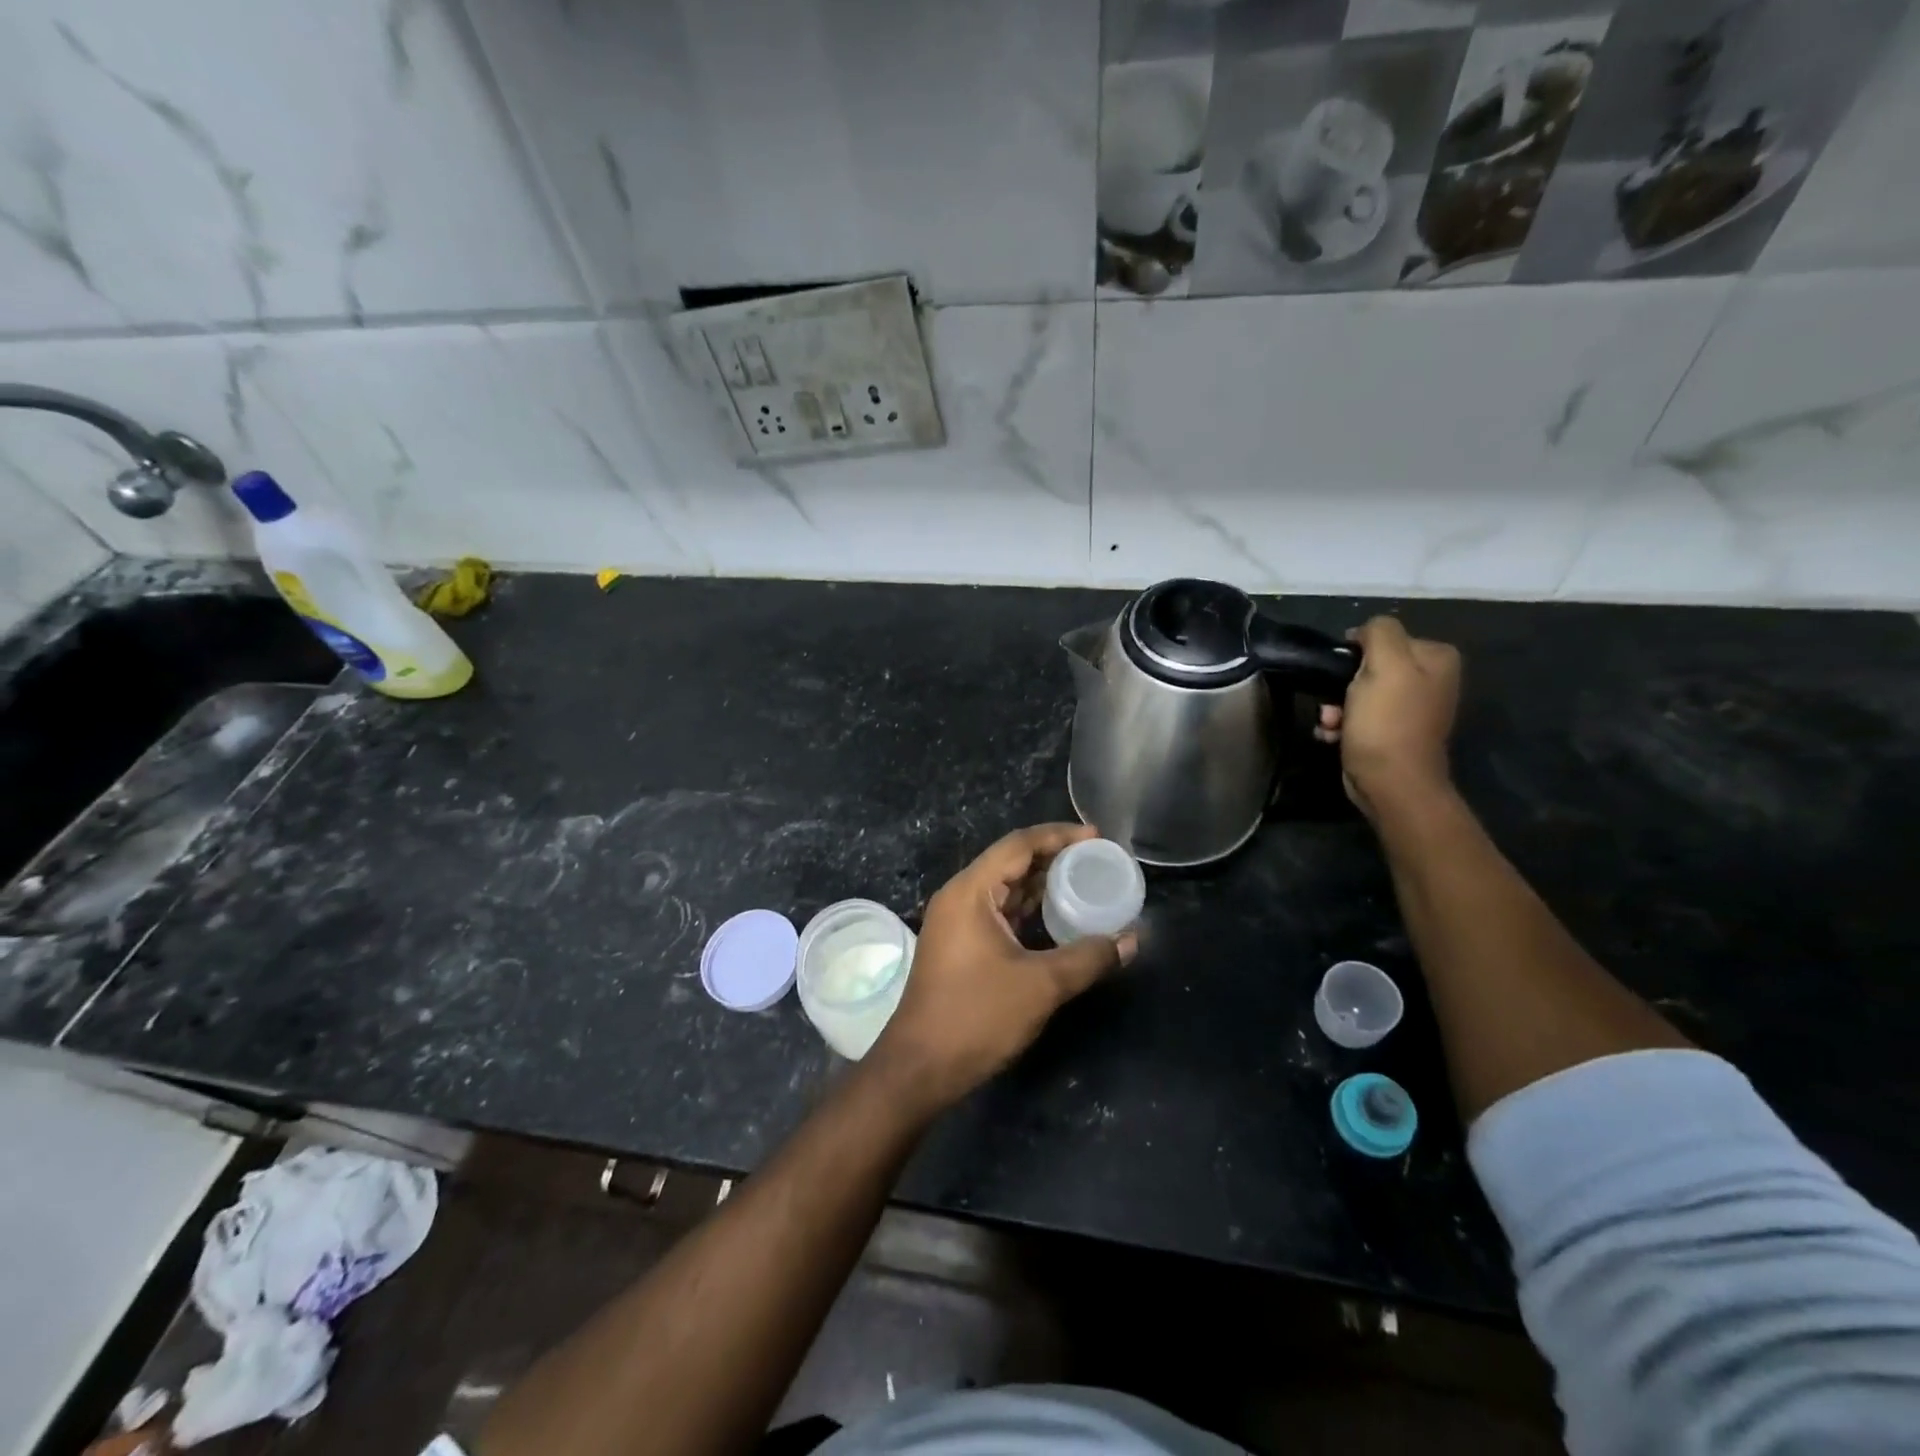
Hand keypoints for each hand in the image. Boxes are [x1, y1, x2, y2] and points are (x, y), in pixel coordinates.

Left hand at [868, 824, 1135, 1113]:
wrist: (921, 1067)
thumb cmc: (977, 1016)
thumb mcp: (1041, 985)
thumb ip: (1088, 957)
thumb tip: (1131, 940)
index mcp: (971, 891)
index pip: (1018, 844)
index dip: (1059, 835)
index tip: (1097, 836)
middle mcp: (960, 897)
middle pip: (1011, 862)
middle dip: (1054, 858)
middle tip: (1097, 860)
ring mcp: (957, 922)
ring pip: (1006, 889)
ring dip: (1042, 884)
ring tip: (1086, 882)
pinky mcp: (961, 945)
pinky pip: (1000, 912)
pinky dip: (1029, 909)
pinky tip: (1058, 917)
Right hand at [1315, 616, 1460, 820]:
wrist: (1391, 783)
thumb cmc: (1387, 722)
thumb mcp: (1385, 664)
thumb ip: (1379, 632)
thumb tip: (1364, 631)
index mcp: (1436, 658)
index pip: (1385, 637)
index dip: (1357, 652)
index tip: (1341, 672)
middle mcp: (1430, 680)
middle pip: (1370, 666)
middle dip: (1342, 684)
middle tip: (1333, 703)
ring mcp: (1411, 708)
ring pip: (1358, 692)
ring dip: (1336, 707)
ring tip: (1331, 723)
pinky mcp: (1392, 733)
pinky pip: (1358, 717)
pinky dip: (1342, 725)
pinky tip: (1333, 735)